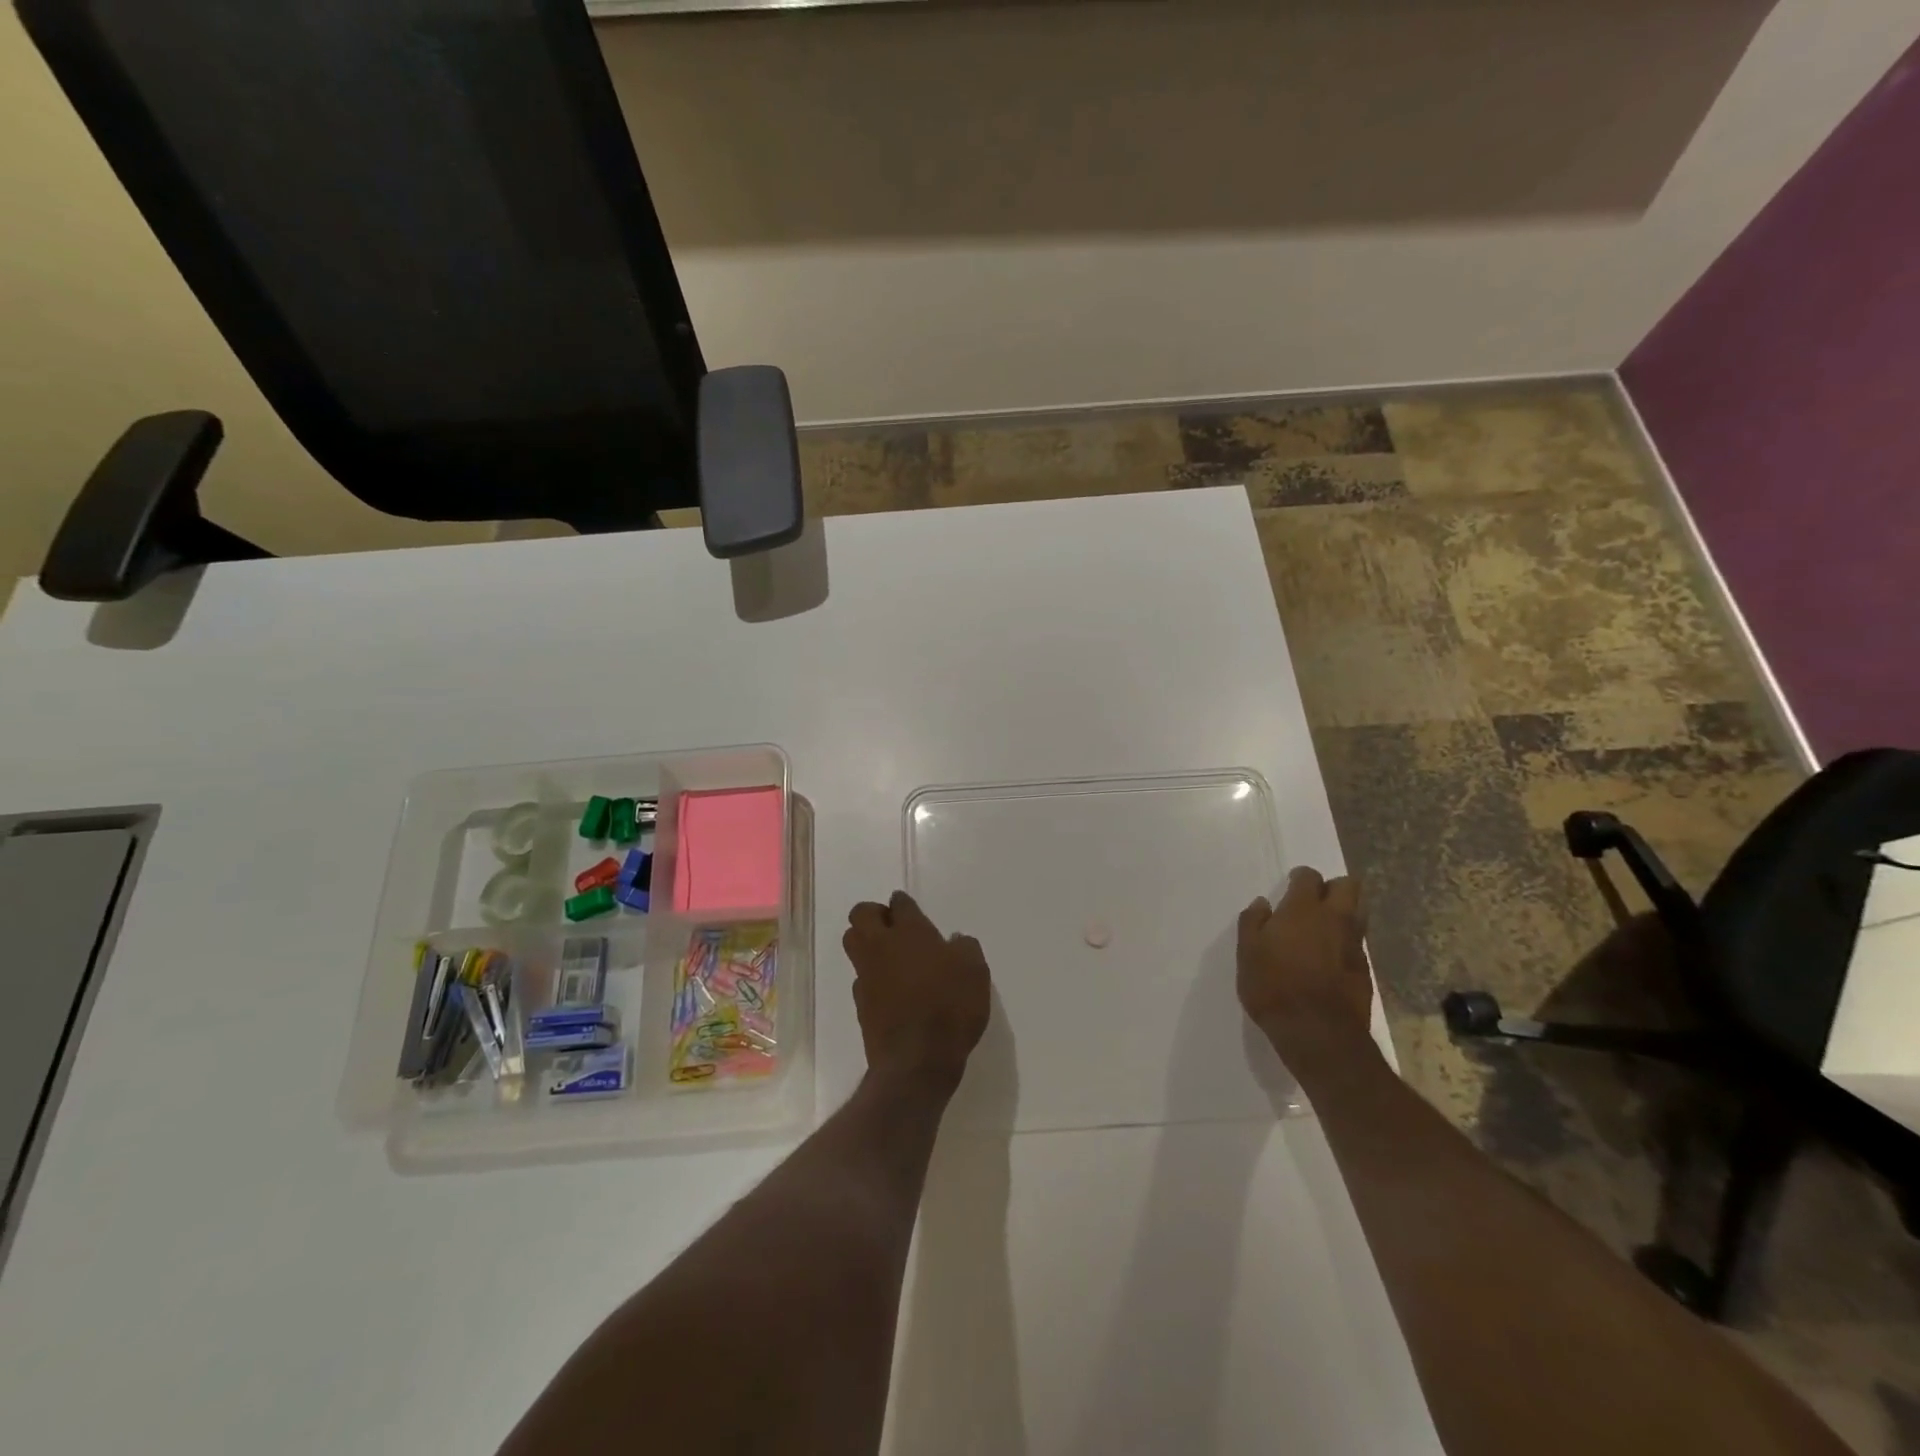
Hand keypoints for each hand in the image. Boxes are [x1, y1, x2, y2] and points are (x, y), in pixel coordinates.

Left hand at [844, 891, 991, 1092]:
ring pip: (853, 943)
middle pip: (861, 915)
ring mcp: (867, 974)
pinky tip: (891, 988)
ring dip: (866, 942)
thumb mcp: (975, 972)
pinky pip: (861, 977)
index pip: (899, 903)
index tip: (909, 909)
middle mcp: (881, 946)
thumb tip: (955, 941)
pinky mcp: (861, 1003)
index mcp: (910, 931)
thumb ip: (965, 948)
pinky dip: (872, 976)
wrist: (917, 1060)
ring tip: (890, 955)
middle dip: (873, 914)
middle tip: (893, 926)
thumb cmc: (951, 1007)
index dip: (903, 903)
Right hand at [1238, 867, 1375, 1078]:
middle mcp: (1335, 919)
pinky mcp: (1365, 971)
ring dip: (1343, 914)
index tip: (1291, 885)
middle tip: (1314, 901)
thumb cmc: (1274, 986)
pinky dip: (1345, 944)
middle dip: (1333, 887)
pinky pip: (1357, 944)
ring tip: (1323, 930)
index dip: (1301, 878)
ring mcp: (1354, 945)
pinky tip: (1330, 959)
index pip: (1310, 877)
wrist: (1318, 1033)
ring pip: (1358, 914)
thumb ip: (1253, 922)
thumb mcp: (1248, 952)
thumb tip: (1262, 904)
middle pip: (1348, 886)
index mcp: (1303, 909)